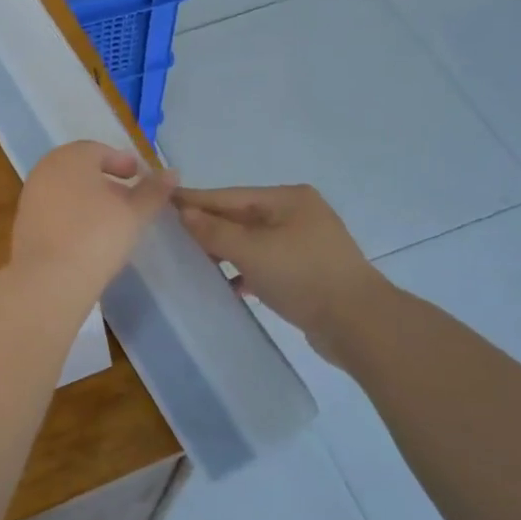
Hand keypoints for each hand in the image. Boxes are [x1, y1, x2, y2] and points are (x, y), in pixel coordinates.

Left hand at [11, 142, 176, 302]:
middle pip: (81, 170)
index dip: (123, 162)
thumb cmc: (97, 235)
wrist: (48, 279)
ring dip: (89, 200)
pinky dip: (73, 216)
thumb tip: (171, 173)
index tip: (139, 178)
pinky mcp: (24, 225)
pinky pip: (55, 211)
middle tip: (128, 199)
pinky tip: (88, 237)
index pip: (99, 150)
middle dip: (106, 181)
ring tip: (112, 221)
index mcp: (70, 157)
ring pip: (66, 191)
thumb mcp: (134, 213)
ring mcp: (30, 198)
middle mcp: (45, 170)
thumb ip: (153, 191)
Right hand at [174, 185, 386, 353]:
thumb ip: (215, 231)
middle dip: (209, 228)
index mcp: (288, 199)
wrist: (358, 323)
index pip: (230, 196)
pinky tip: (229, 286)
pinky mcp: (307, 271)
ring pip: (253, 243)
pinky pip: (266, 264)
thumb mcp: (252, 250)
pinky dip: (246, 272)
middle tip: (170, 235)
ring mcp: (304, 244)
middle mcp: (297, 214)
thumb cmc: (303, 276)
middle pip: (242, 217)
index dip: (196, 200)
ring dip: (225, 252)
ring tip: (193, 262)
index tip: (163, 201)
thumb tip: (184, 212)